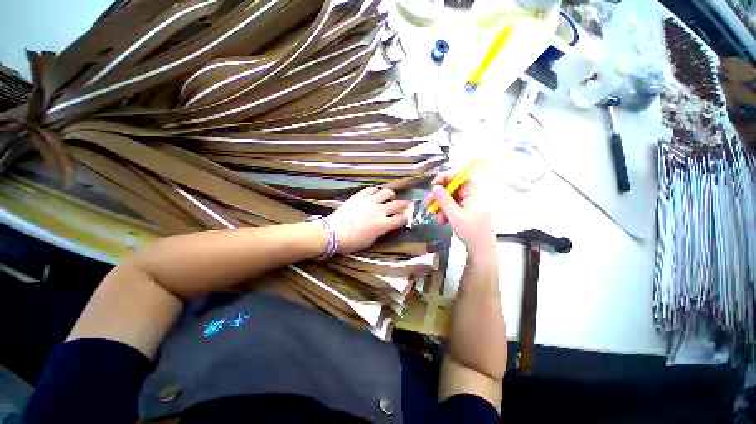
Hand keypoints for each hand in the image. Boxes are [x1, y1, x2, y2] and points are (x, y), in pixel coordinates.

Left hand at [326, 187, 408, 253]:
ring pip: (386, 192)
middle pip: (397, 204)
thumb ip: (381, 230)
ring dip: (390, 195)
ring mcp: (369, 201)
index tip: (405, 218)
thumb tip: (385, 225)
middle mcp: (379, 210)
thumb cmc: (352, 242)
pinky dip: (376, 191)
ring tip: (390, 197)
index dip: (405, 218)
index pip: (400, 219)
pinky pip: (371, 189)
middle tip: (405, 205)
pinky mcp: (359, 196)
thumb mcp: (371, 240)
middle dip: (403, 205)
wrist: (333, 233)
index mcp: (383, 224)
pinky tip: (375, 193)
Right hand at [426, 173, 495, 256]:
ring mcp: (469, 203)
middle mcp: (473, 195)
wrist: (481, 250)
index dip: (445, 178)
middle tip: (429, 203)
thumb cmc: (472, 232)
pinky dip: (445, 212)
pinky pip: (452, 206)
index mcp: (475, 192)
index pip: (459, 177)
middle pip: (452, 188)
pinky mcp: (466, 210)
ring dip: (441, 207)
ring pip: (450, 198)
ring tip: (437, 219)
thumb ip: (444, 200)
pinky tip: (442, 221)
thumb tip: (435, 188)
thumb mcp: (455, 216)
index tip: (433, 185)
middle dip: (439, 197)